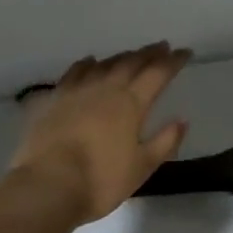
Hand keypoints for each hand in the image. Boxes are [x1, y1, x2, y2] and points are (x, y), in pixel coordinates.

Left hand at [5, 43, 191, 226]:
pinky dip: (87, 64)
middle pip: (131, 62)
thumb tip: (182, 120)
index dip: (173, 61)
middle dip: (149, 53)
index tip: (184, 52)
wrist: (47, 185)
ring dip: (121, 56)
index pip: (158, 74)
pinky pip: (75, 72)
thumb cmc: (100, 180)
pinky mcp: (55, 99)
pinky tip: (90, 62)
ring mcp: (78, 91)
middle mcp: (106, 88)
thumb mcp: (142, 167)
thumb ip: (164, 142)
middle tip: (161, 46)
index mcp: (131, 103)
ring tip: (131, 54)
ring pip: (104, 64)